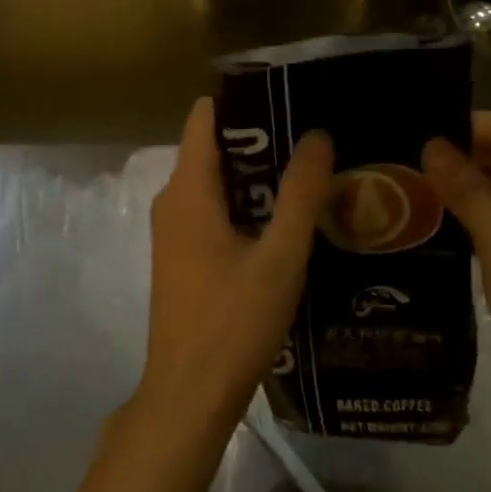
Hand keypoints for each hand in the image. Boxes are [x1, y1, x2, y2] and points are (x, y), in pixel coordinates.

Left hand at [137, 97, 333, 444]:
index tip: (289, 95)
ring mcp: (172, 230)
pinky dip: (244, 202)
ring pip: (214, 181)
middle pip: (213, 147)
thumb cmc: (233, 321)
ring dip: (256, 173)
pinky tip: (283, 217)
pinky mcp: (181, 255)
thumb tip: (318, 134)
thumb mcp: (280, 255)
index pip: (205, 117)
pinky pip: (211, 208)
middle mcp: (172, 200)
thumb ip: (300, 193)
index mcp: (188, 190)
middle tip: (313, 135)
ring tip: (308, 170)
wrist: (188, 396)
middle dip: (260, 138)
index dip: (244, 101)